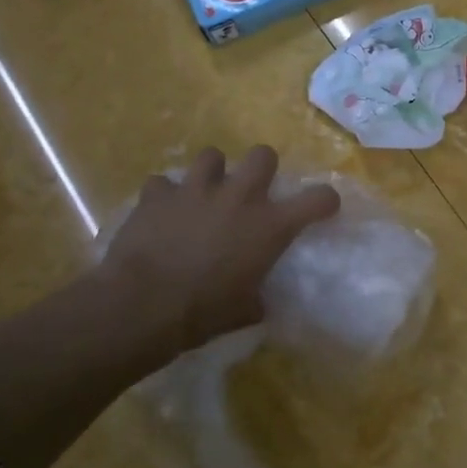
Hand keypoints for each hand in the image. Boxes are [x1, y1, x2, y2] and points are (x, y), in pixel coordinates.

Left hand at [103, 147, 340, 356]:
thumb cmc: (202, 313)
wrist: (142, 305)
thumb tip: (259, 301)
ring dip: (211, 174)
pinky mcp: (158, 193)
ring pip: (212, 156)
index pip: (317, 199)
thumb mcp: (243, 312)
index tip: (322, 206)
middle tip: (251, 190)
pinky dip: (164, 196)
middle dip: (260, 168)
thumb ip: (256, 297)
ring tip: (202, 194)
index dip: (324, 200)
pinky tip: (160, 213)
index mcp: (269, 226)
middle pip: (263, 154)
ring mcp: (196, 189)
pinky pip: (163, 183)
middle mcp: (239, 197)